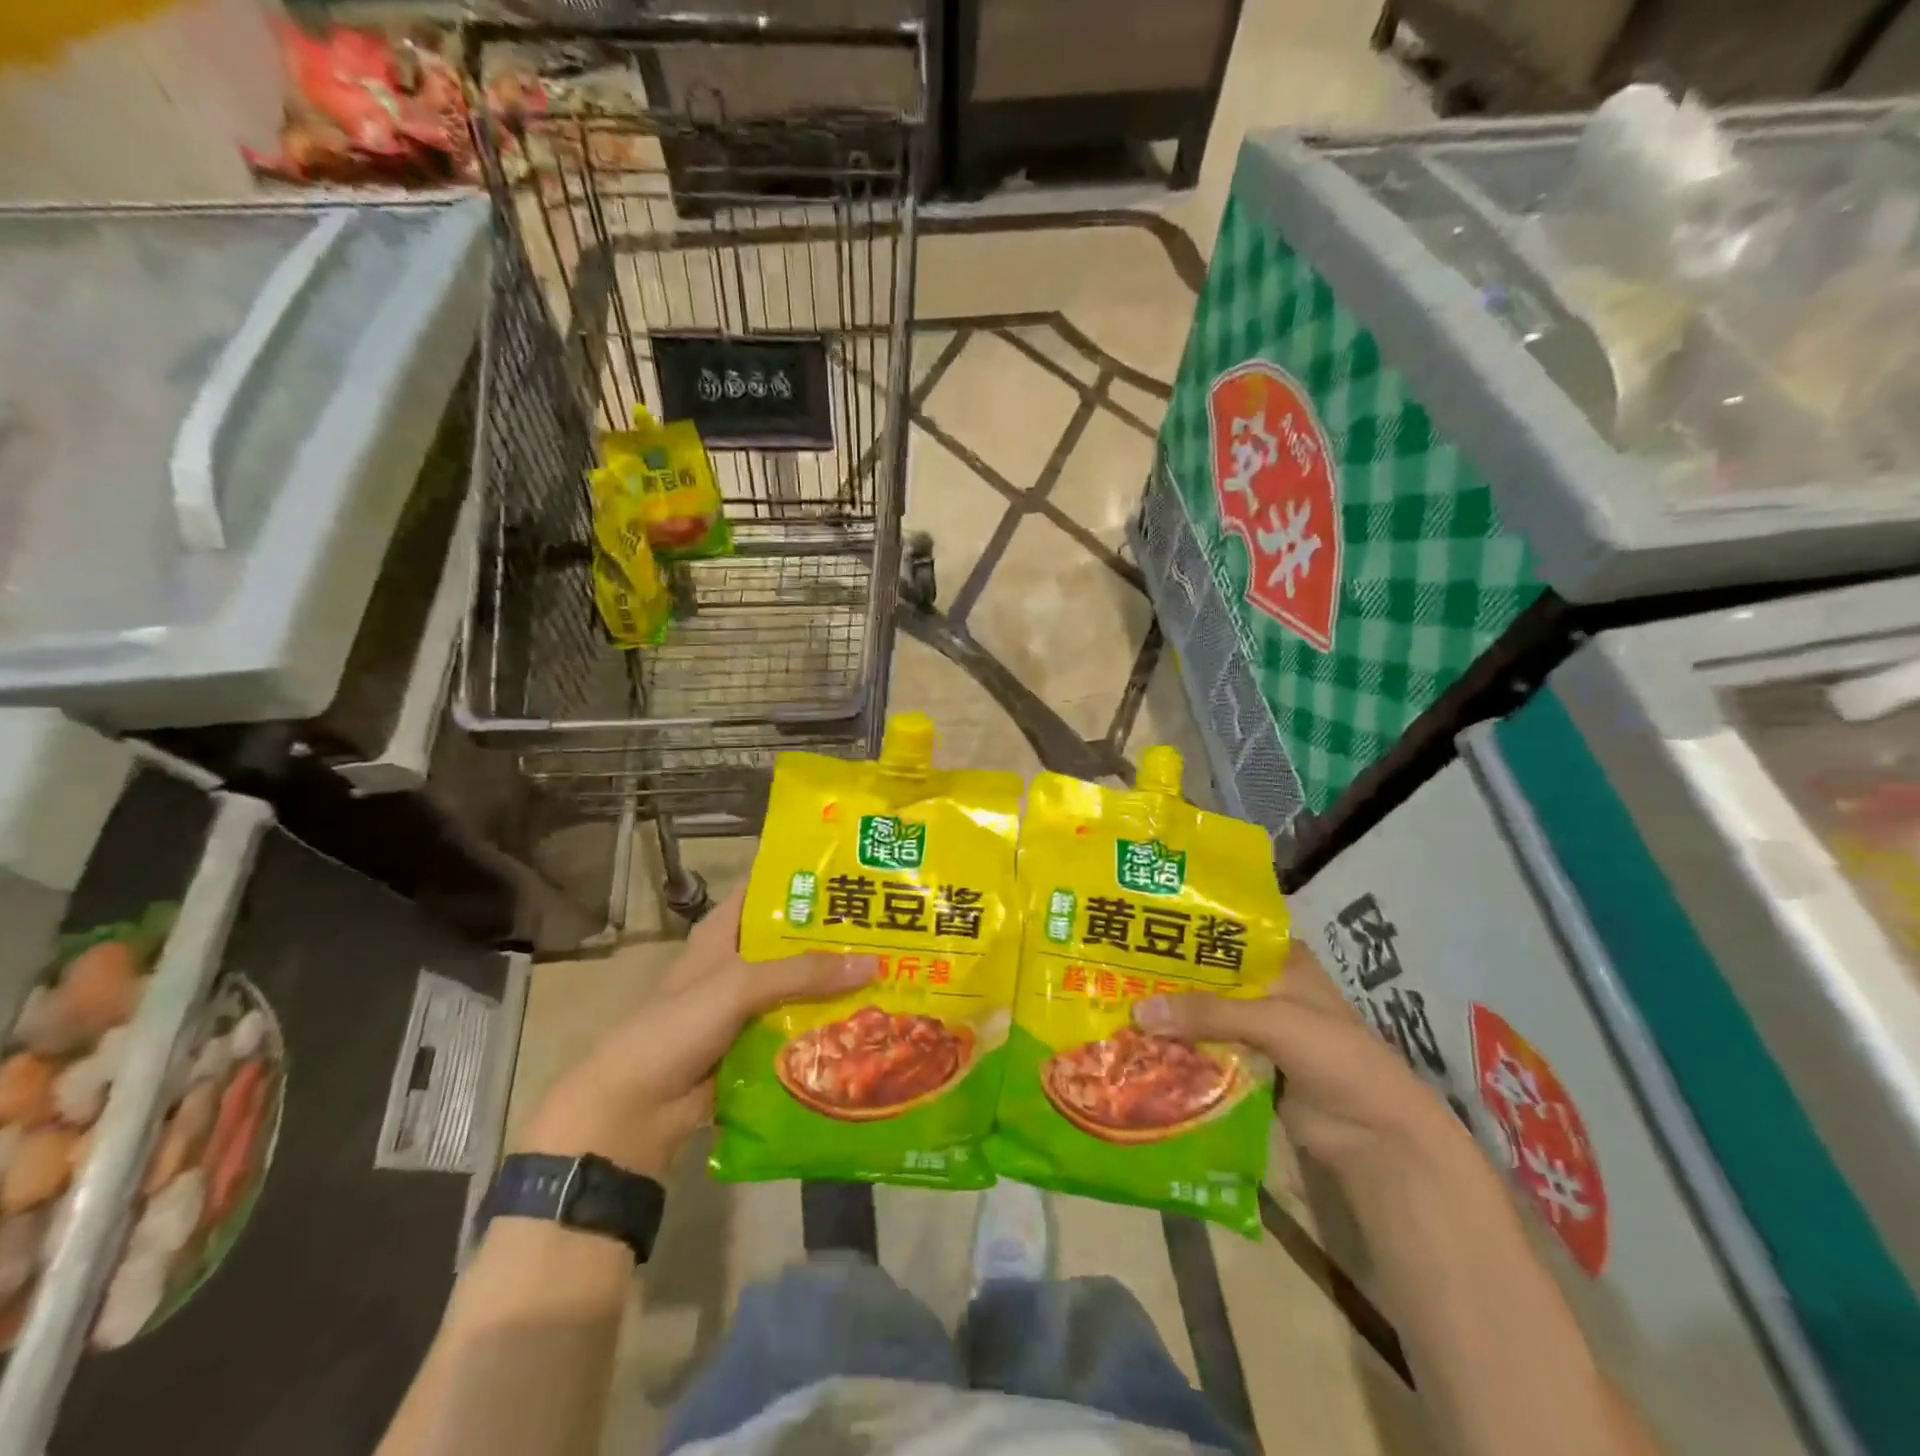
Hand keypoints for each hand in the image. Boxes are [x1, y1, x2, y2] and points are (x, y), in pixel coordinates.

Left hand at [520, 885, 872, 1178]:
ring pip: (802, 985)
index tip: (857, 867)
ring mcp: (748, 1004)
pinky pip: (800, 1026)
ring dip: (838, 984)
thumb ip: (803, 972)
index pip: (769, 887)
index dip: (808, 876)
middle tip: (895, 924)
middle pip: (795, 938)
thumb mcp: (739, 986)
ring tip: (895, 970)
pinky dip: (827, 1025)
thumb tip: (874, 964)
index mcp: (725, 930)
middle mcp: (739, 960)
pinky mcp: (757, 1043)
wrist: (634, 1111)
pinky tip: (870, 1022)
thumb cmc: (677, 1027)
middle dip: (837, 934)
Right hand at [1134, 939, 1463, 1181]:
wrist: (1377, 1138)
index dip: (1184, 927)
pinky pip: (1202, 1050)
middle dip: (1165, 974)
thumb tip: (1137, 1011)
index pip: (1224, 931)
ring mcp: (1254, 1028)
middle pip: (1206, 975)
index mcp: (1280, 959)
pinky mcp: (1244, 1066)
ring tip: (1112, 1001)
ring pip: (1201, 1014)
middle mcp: (1264, 987)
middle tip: (1111, 964)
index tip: (1136, 920)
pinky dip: (1175, 1048)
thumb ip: (1208, 1012)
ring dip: (1166, 1014)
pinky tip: (1135, 1043)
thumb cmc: (1336, 1057)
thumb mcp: (1275, 1020)